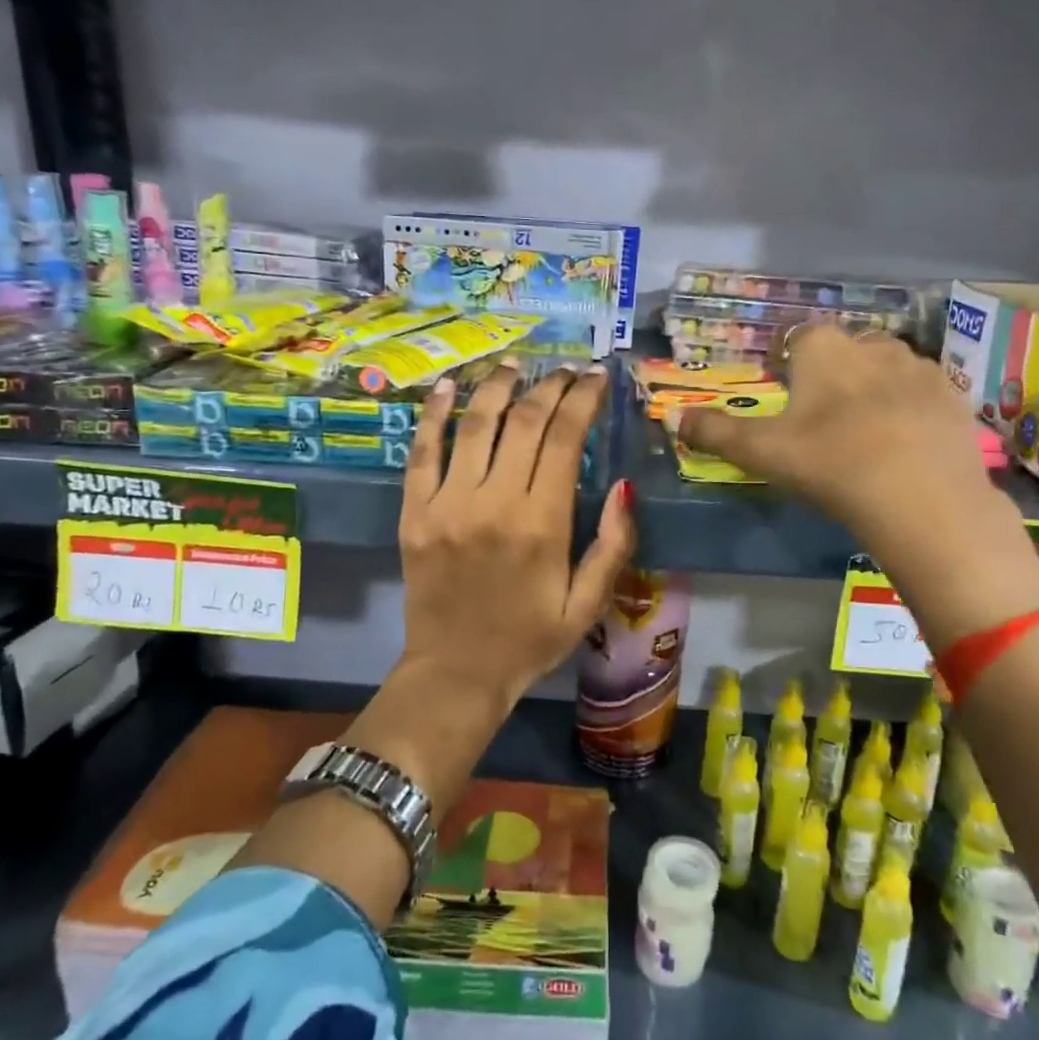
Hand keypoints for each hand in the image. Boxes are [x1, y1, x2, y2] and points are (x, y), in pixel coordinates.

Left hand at [398, 363, 634, 710]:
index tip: (595, 377)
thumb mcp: (588, 605)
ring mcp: (447, 503)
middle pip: (524, 421)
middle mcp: (494, 501)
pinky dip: (434, 414)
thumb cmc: (529, 640)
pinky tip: (448, 387)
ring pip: (475, 424)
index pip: (566, 437)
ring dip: (497, 386)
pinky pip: (421, 452)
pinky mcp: (413, 512)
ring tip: (514, 365)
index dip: (583, 398)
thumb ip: (613, 546)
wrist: (456, 674)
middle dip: (549, 386)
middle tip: (564, 369)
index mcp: (542, 523)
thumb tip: (625, 487)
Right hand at [676, 325, 1038, 647]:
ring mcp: (921, 369)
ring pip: (888, 368)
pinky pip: (924, 394)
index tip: (783, 389)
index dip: (788, 361)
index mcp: (825, 351)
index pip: (799, 338)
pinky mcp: (956, 399)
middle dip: (833, 372)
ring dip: (873, 387)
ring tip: (865, 430)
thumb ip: (716, 432)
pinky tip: (905, 444)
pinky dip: (911, 409)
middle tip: (822, 416)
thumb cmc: (831, 464)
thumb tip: (674, 417)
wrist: (924, 499)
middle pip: (846, 349)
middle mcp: (874, 345)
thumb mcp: (762, 452)